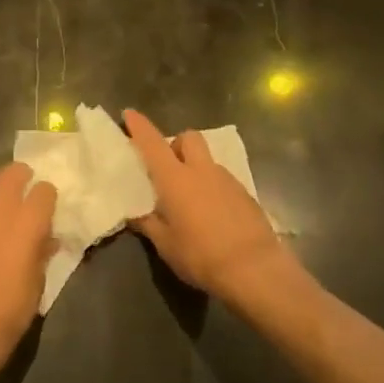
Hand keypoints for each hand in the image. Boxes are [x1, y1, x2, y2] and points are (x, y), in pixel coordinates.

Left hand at [0, 163, 56, 374]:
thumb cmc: (11, 309)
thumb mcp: (38, 282)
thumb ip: (42, 252)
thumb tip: (47, 240)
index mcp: (30, 222)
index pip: (45, 190)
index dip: (46, 197)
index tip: (45, 207)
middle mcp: (1, 208)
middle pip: (13, 172)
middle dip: (20, 176)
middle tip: (20, 189)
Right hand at [125, 109, 292, 305]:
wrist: (255, 269)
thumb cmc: (201, 255)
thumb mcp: (165, 245)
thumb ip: (148, 224)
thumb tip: (136, 214)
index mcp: (175, 178)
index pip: (152, 143)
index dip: (139, 126)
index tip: (129, 113)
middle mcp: (201, 171)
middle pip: (188, 138)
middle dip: (176, 144)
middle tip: (167, 168)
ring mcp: (227, 180)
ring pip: (207, 160)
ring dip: (195, 168)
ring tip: (189, 198)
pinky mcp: (245, 194)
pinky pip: (222, 180)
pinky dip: (212, 187)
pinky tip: (211, 214)